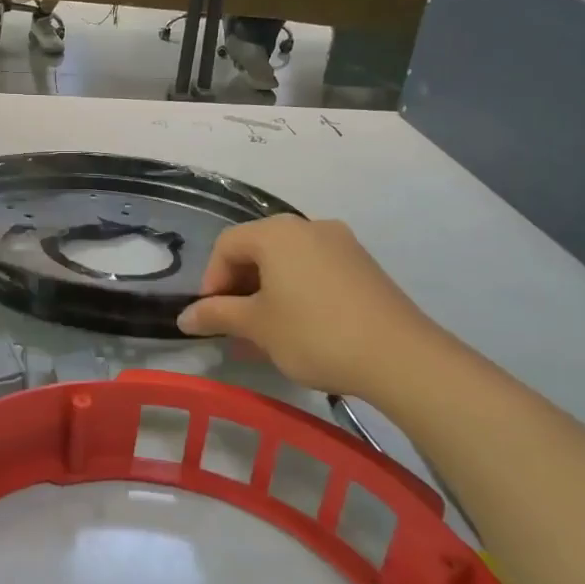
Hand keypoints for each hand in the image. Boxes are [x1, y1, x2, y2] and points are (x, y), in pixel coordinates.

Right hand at [177, 217, 442, 401]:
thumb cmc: (314, 333)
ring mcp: (341, 244)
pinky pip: (315, 271)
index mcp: (277, 233)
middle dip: (239, 288)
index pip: (227, 245)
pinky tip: (298, 330)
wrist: (400, 356)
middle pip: (258, 250)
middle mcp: (308, 227)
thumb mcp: (257, 326)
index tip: (212, 317)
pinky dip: (296, 294)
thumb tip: (184, 316)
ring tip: (264, 335)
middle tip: (235, 327)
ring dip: (267, 294)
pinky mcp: (363, 266)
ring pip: (287, 263)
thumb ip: (217, 315)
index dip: (211, 280)